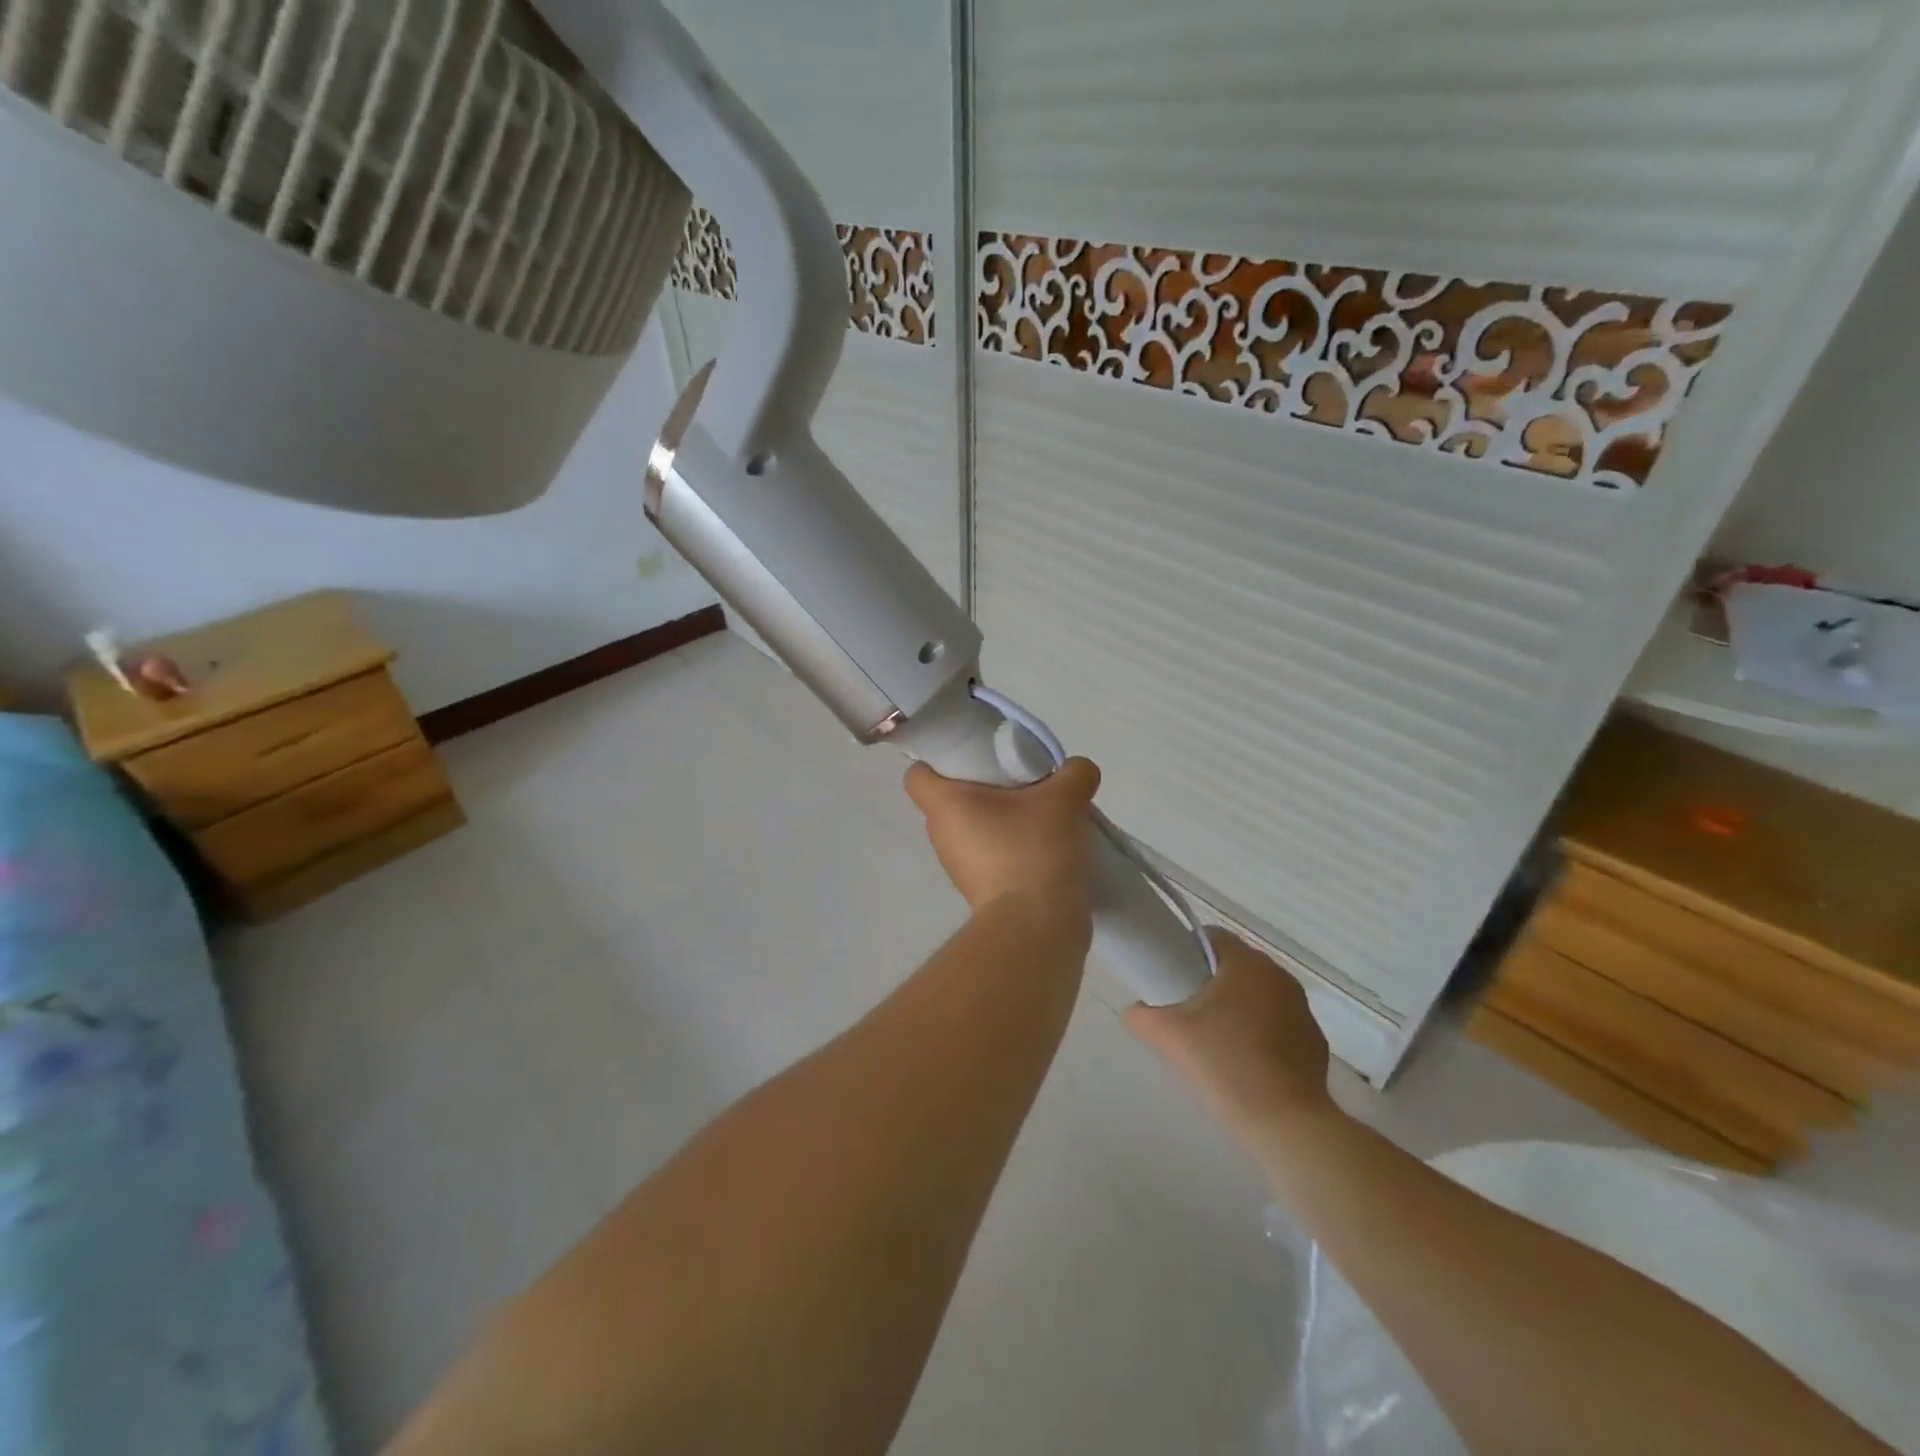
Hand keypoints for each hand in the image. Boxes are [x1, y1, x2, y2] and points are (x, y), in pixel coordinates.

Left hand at [903, 757, 1101, 915]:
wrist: (1037, 928)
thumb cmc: (1034, 850)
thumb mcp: (1064, 800)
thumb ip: (1074, 773)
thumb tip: (1077, 771)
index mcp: (944, 805)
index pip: (918, 774)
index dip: (939, 760)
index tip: (974, 757)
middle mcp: (941, 834)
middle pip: (952, 798)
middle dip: (984, 786)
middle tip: (1021, 779)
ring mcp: (958, 866)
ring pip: (973, 827)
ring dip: (1002, 818)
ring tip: (1040, 813)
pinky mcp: (980, 890)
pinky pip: (989, 854)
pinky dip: (1011, 846)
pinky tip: (1044, 845)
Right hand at [1123, 929, 1336, 1143]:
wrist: (1286, 1124)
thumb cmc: (1225, 1064)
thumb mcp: (1168, 1037)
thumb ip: (1141, 1016)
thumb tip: (1134, 1010)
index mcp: (1246, 963)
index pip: (1211, 937)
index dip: (1186, 950)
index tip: (1170, 975)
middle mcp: (1279, 976)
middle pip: (1235, 966)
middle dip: (1210, 981)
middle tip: (1185, 1010)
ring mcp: (1302, 1009)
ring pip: (1257, 994)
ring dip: (1236, 1006)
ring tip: (1213, 1039)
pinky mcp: (1314, 1041)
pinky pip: (1278, 1023)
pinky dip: (1260, 1032)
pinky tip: (1244, 1062)